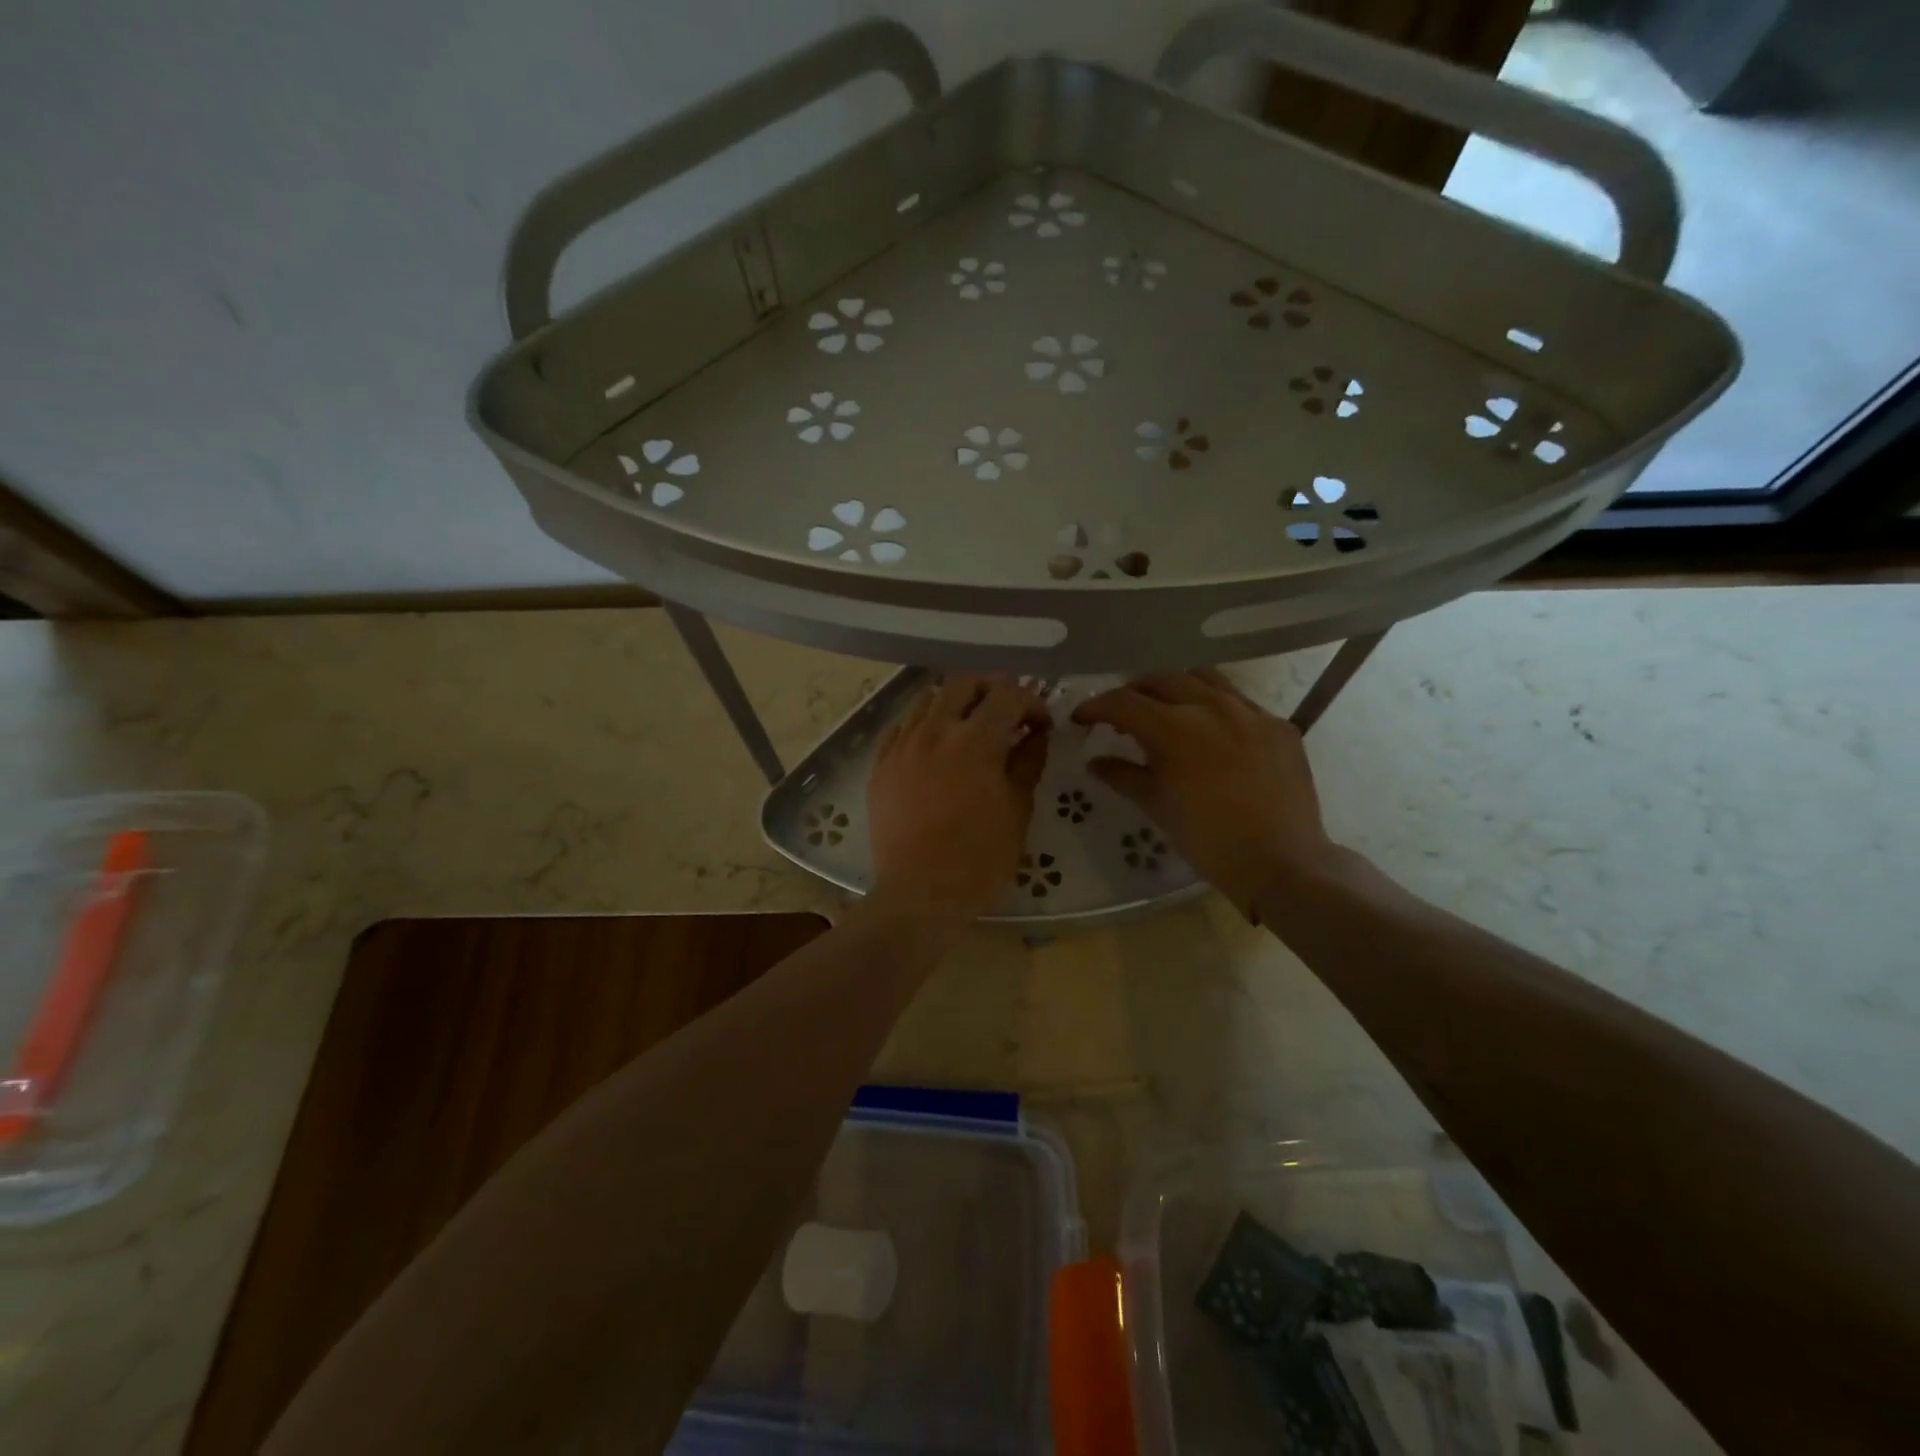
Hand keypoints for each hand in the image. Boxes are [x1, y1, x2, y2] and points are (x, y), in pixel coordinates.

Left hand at [867, 675, 1049, 921]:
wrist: (920, 894)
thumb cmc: (979, 859)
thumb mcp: (1018, 810)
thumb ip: (1028, 762)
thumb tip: (1035, 734)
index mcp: (975, 741)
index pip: (1009, 695)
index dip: (1032, 703)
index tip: (1041, 725)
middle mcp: (935, 731)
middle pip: (964, 681)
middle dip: (992, 688)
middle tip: (1006, 712)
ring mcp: (902, 745)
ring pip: (928, 698)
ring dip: (955, 703)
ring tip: (969, 727)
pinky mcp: (881, 764)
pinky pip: (902, 726)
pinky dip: (924, 726)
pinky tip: (934, 747)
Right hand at [1073, 670, 1334, 918]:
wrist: (1282, 863)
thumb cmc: (1208, 840)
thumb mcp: (1157, 807)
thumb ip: (1123, 776)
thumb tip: (1095, 762)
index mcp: (1174, 727)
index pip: (1123, 702)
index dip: (1096, 707)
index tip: (1081, 718)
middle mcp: (1212, 706)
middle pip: (1161, 680)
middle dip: (1132, 693)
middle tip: (1120, 716)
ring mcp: (1250, 712)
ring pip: (1203, 679)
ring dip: (1174, 688)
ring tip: (1165, 710)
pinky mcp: (1279, 725)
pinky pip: (1239, 700)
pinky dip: (1214, 705)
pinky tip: (1211, 731)